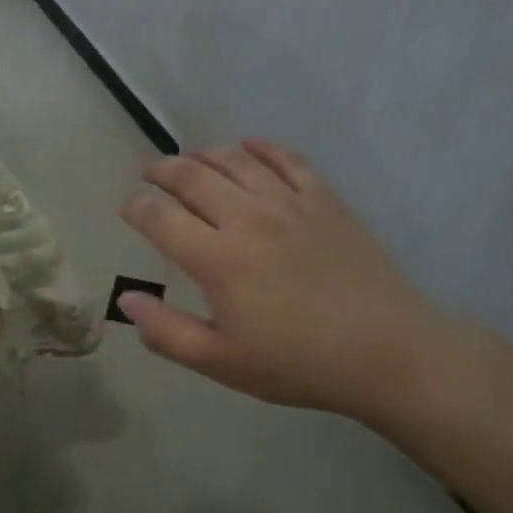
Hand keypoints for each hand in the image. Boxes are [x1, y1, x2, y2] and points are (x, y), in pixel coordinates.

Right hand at [118, 140, 453, 426]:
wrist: (387, 351)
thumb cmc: (298, 363)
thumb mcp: (221, 363)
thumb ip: (165, 332)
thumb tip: (126, 300)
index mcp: (217, 259)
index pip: (158, 216)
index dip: (135, 207)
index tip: (129, 210)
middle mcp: (247, 218)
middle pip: (191, 176)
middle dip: (161, 170)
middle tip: (150, 174)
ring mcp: (288, 202)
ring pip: (234, 159)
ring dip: (203, 154)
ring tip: (189, 160)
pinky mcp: (323, 198)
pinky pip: (285, 158)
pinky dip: (259, 148)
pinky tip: (247, 149)